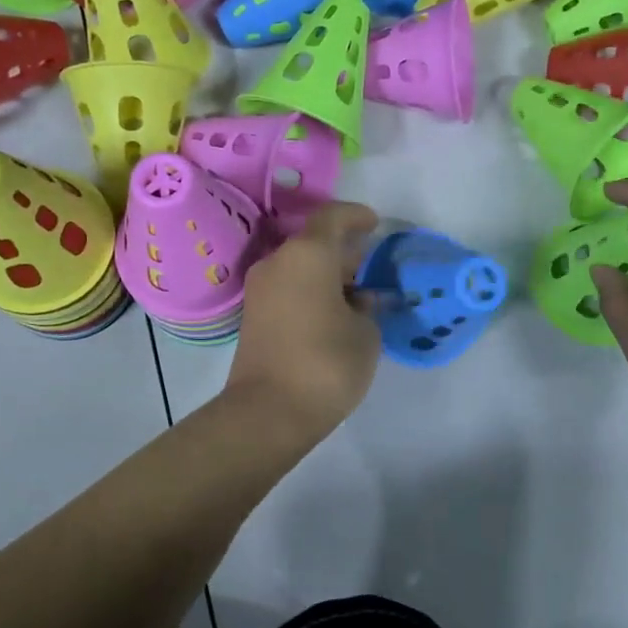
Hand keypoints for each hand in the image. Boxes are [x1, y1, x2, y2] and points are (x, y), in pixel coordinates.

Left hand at [226, 201, 382, 438]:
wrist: (269, 411)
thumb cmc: (327, 362)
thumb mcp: (365, 333)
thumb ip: (367, 308)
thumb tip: (360, 300)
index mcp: (308, 254)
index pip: (333, 217)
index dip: (356, 216)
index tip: (375, 224)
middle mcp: (278, 262)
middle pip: (314, 243)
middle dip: (343, 252)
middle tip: (372, 268)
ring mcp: (261, 290)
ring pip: (300, 267)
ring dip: (326, 275)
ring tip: (357, 296)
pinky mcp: (253, 316)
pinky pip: (288, 289)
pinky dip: (311, 292)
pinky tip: (334, 314)